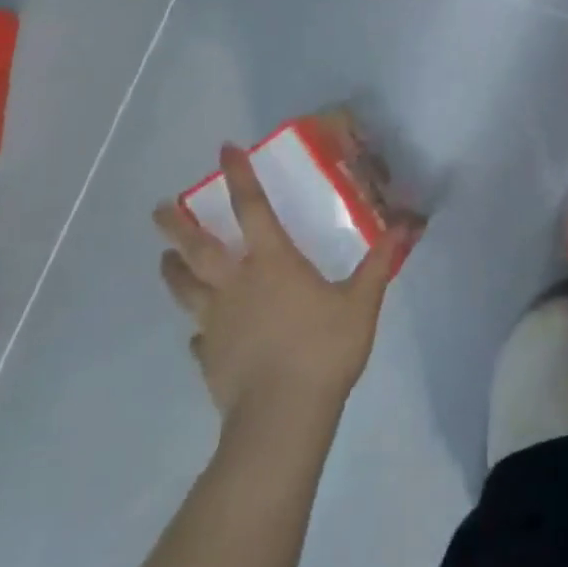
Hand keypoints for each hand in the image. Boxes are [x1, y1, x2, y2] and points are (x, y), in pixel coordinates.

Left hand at [154, 146, 408, 419]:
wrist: (282, 416)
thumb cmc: (323, 349)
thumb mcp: (362, 302)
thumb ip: (380, 262)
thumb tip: (409, 224)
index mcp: (272, 263)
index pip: (251, 208)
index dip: (238, 176)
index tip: (225, 150)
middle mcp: (236, 284)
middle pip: (197, 248)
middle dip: (176, 225)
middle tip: (159, 208)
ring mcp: (216, 322)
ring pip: (184, 288)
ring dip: (173, 270)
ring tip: (164, 258)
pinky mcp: (209, 357)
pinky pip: (198, 336)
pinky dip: (197, 329)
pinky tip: (199, 334)